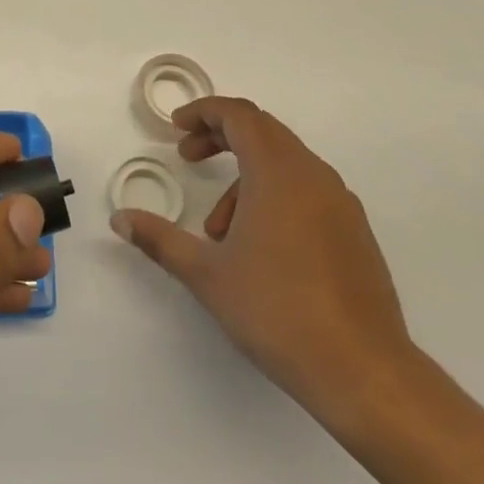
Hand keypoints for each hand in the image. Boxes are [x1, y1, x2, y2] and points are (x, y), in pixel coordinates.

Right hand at [112, 96, 417, 442]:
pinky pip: (307, 190)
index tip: (176, 127)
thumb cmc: (277, 311)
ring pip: (285, 163)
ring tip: (218, 229)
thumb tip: (120, 219)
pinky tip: (260, 246)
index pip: (240, 116)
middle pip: (263, 131)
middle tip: (188, 157)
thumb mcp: (206, 274)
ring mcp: (340, 204)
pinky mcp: (355, 232)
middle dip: (220, 137)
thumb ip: (159, 239)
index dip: (204, 112)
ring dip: (245, 176)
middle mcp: (313, 176)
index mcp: (278, 173)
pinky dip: (274, 195)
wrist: (364, 372)